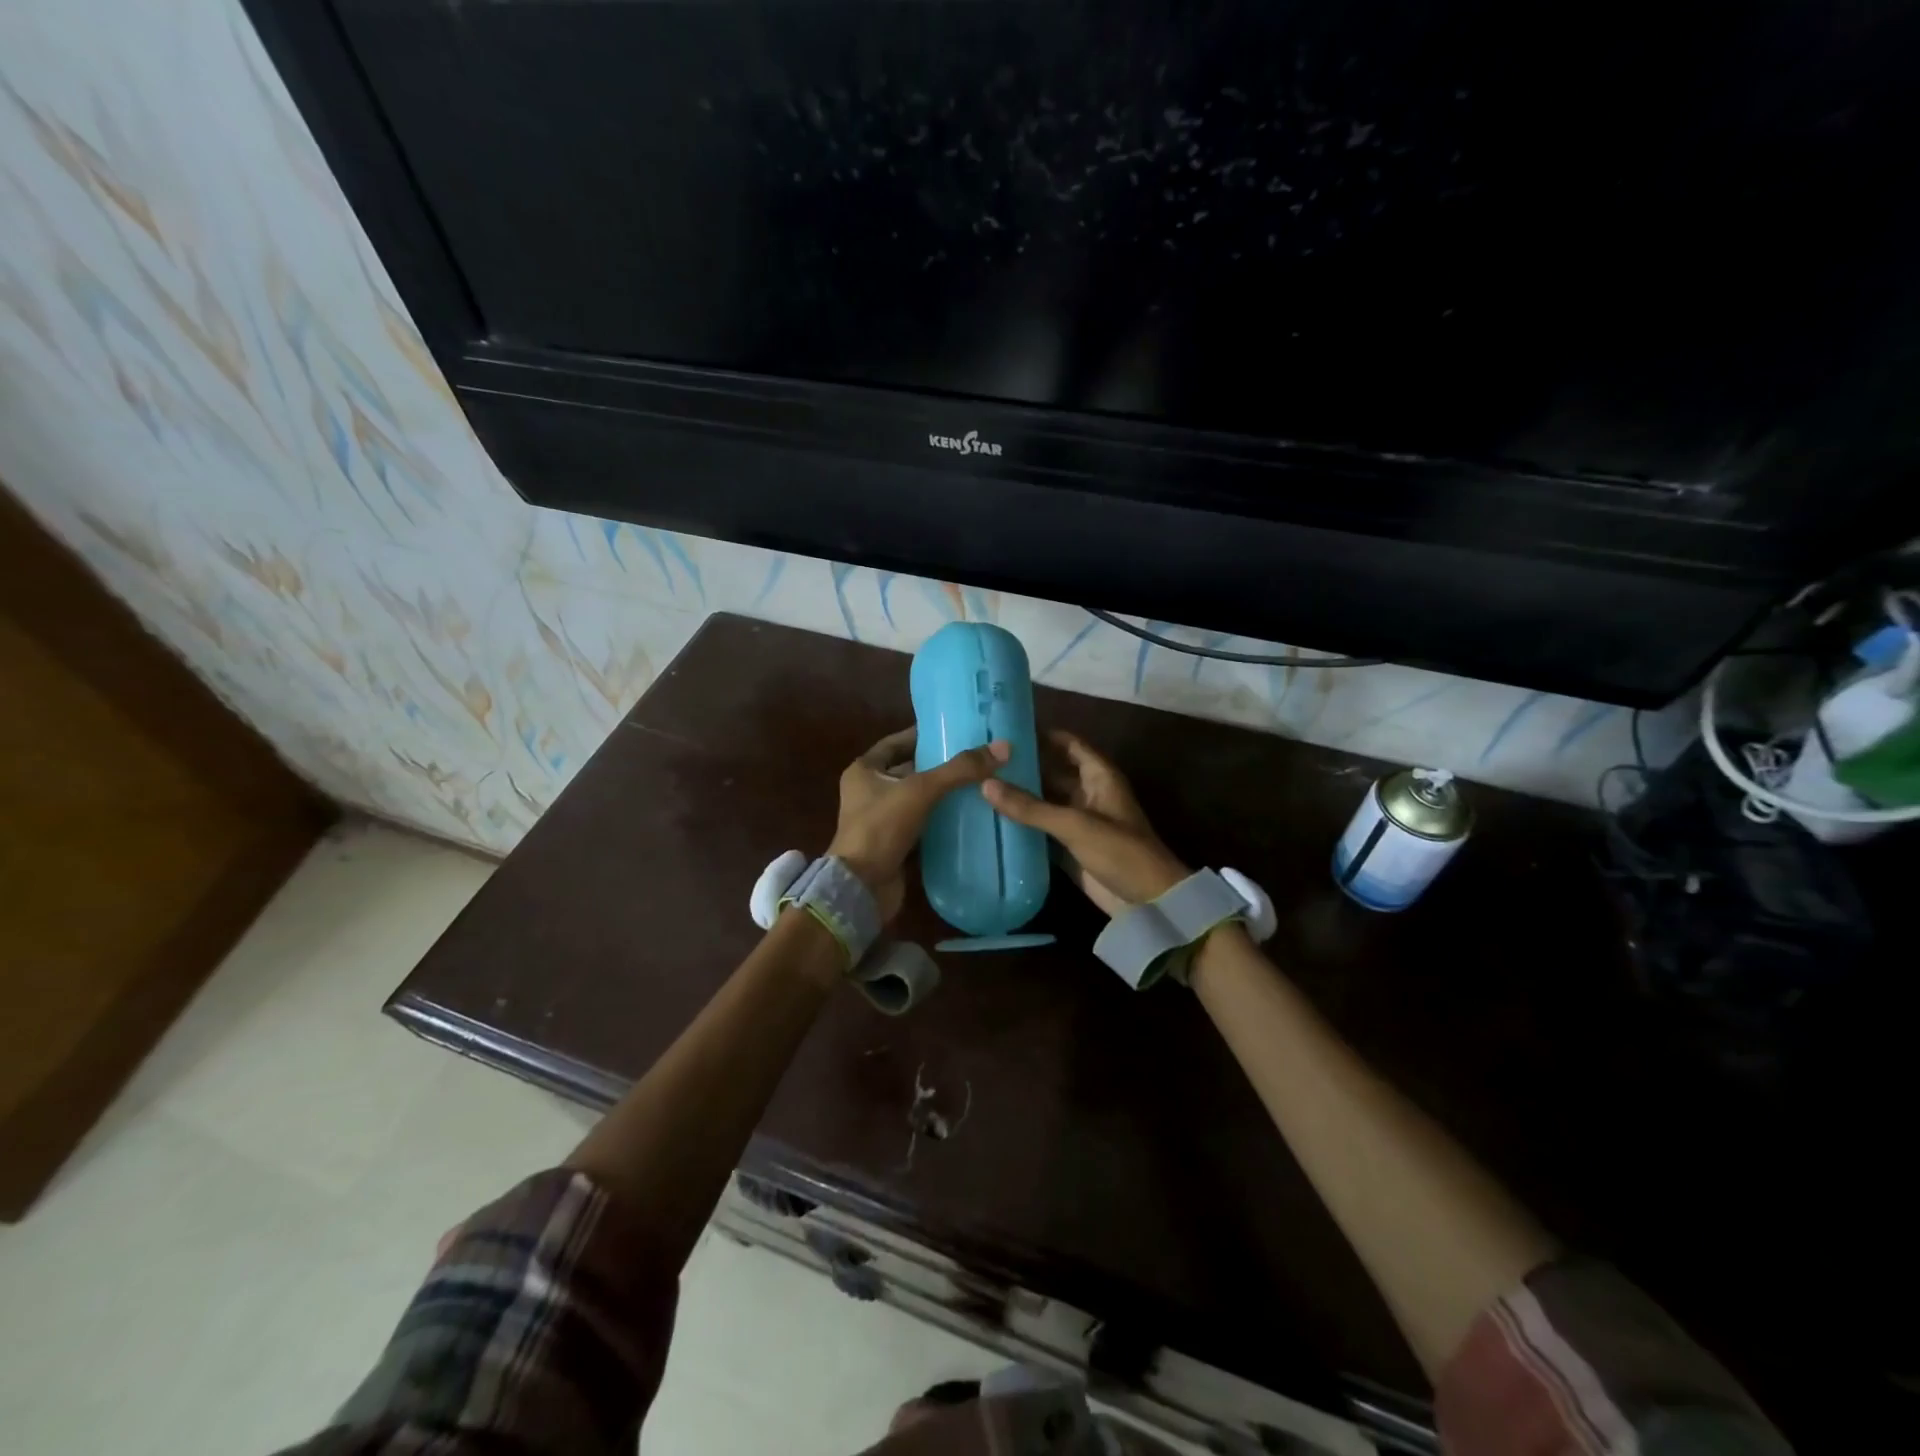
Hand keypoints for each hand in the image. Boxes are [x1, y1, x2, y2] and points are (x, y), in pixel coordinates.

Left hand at [829, 727, 1010, 919]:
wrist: (861, 888)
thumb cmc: (881, 828)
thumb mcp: (920, 791)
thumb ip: (960, 770)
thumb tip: (1003, 747)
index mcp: (864, 771)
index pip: (895, 743)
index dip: (921, 735)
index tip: (953, 730)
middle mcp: (868, 792)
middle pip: (908, 771)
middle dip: (938, 766)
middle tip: (974, 758)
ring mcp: (880, 821)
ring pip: (917, 800)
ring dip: (942, 795)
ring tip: (979, 785)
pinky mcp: (893, 845)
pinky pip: (921, 826)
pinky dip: (941, 822)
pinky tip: (968, 818)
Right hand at [981, 730, 1188, 915]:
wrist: (1147, 901)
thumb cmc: (1119, 851)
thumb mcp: (1074, 824)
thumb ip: (1031, 806)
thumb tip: (985, 783)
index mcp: (1099, 777)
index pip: (1069, 744)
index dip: (1043, 734)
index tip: (1008, 728)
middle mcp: (1088, 793)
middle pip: (1053, 771)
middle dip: (1024, 766)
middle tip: (983, 758)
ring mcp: (1079, 821)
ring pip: (1046, 800)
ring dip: (1021, 795)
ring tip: (980, 783)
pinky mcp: (1070, 846)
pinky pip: (1043, 828)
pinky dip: (1023, 823)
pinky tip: (993, 818)